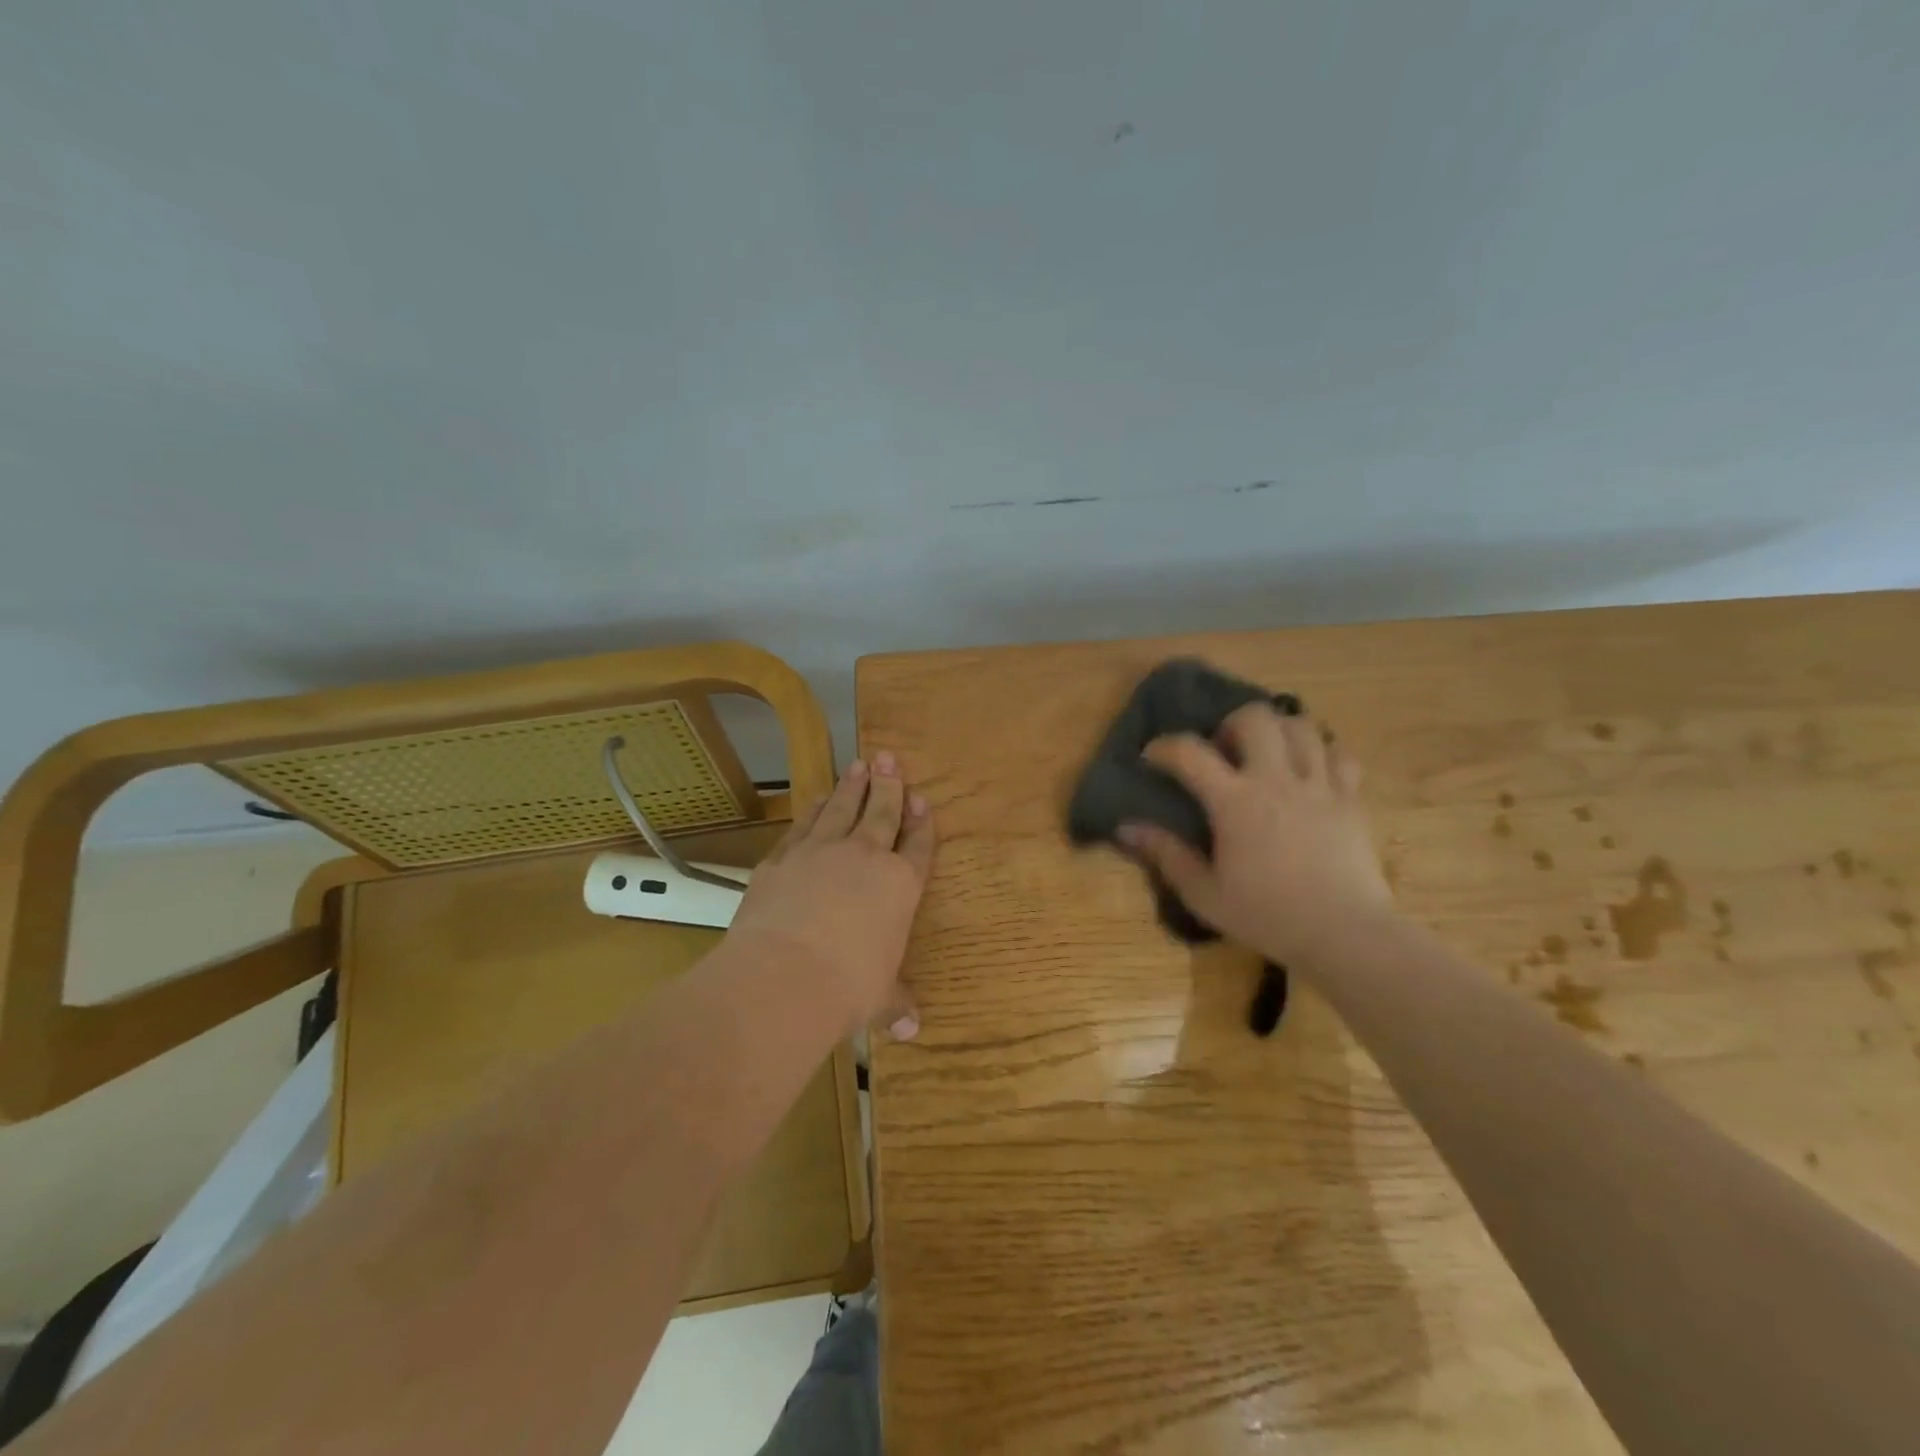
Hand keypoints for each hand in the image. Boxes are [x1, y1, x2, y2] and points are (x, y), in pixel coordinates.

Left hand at [727, 751, 934, 1039]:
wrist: (784, 975)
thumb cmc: (848, 988)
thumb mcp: (879, 999)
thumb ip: (896, 1003)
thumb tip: (913, 1028)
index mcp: (899, 886)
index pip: (916, 846)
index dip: (921, 822)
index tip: (922, 799)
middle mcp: (863, 858)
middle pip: (881, 812)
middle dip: (888, 784)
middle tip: (889, 757)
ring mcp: (820, 852)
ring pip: (841, 809)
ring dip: (851, 786)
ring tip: (858, 765)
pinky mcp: (781, 859)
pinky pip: (803, 825)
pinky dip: (813, 809)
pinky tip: (816, 799)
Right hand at [1118, 704, 1394, 964]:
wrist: (1345, 934)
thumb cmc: (1268, 916)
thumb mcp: (1204, 894)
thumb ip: (1166, 855)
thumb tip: (1126, 827)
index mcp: (1234, 802)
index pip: (1190, 752)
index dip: (1165, 747)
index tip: (1152, 757)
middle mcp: (1276, 780)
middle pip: (1255, 718)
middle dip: (1231, 725)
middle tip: (1224, 753)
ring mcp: (1319, 785)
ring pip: (1301, 726)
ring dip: (1277, 731)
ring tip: (1267, 755)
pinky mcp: (1351, 798)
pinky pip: (1340, 754)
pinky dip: (1321, 752)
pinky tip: (1310, 771)